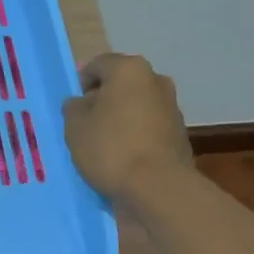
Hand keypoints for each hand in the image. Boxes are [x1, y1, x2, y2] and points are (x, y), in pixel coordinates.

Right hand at [63, 52, 191, 202]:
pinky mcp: (180, 134)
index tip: (73, 107)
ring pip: (137, 106)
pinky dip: (136, 135)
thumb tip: (82, 103)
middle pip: (121, 85)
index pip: (98, 65)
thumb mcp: (75, 127)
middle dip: (103, 100)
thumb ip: (74, 108)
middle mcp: (156, 81)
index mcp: (130, 70)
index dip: (81, 83)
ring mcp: (172, 108)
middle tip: (87, 124)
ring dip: (121, 118)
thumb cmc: (111, 148)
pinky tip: (124, 157)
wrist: (158, 188)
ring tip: (105, 144)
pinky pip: (149, 128)